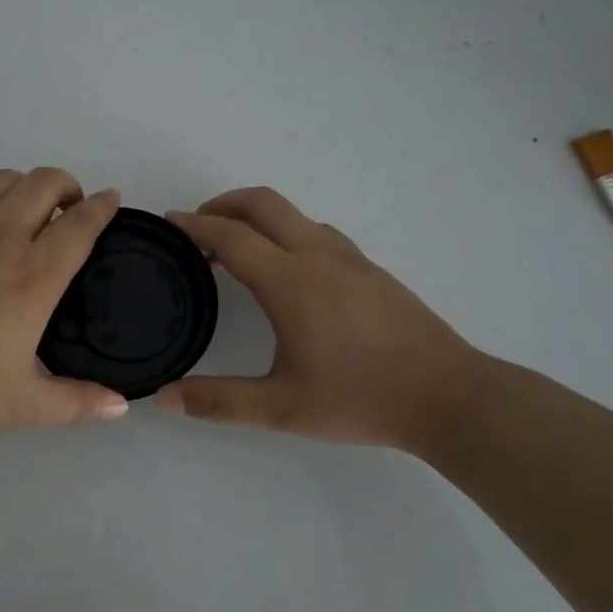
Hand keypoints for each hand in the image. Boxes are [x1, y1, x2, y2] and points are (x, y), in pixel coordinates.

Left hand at [0, 168, 130, 432]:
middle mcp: (1, 238)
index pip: (80, 224)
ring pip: (2, 181)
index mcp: (34, 276)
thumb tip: (121, 405)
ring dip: (25, 187)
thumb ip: (76, 403)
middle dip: (67, 184)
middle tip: (70, 207)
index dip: (102, 206)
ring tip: (27, 212)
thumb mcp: (22, 406)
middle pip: (45, 182)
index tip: (110, 200)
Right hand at [158, 188, 488, 451]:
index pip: (231, 236)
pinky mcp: (371, 269)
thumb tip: (163, 398)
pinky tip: (287, 270)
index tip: (169, 222)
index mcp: (290, 282)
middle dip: (223, 203)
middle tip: (197, 226)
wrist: (449, 397)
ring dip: (256, 217)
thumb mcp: (282, 408)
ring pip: (293, 213)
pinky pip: (316, 231)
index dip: (195, 225)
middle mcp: (317, 256)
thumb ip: (218, 400)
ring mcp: (349, 258)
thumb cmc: (361, 399)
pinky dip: (285, 231)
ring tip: (235, 248)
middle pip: (263, 203)